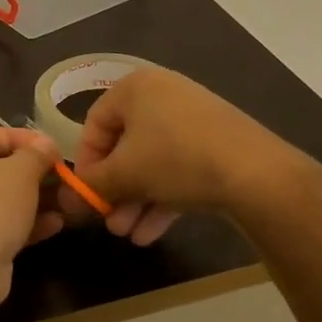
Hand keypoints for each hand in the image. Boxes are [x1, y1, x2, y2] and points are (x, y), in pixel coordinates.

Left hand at [0, 124, 63, 307]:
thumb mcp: (21, 172)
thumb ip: (37, 153)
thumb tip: (47, 144)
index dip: (26, 140)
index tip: (55, 150)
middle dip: (33, 173)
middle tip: (64, 178)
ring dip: (33, 199)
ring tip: (67, 201)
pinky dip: (22, 222)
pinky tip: (55, 225)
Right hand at [61, 69, 300, 237]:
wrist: (256, 172)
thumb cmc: (175, 158)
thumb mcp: (123, 174)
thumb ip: (90, 186)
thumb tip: (65, 201)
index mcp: (134, 88)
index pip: (93, 125)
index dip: (84, 165)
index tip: (84, 196)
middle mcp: (162, 95)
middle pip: (124, 147)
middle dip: (113, 191)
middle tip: (107, 221)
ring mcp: (192, 119)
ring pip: (151, 163)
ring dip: (135, 200)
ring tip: (127, 234)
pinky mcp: (215, 144)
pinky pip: (177, 169)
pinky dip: (162, 198)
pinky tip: (150, 233)